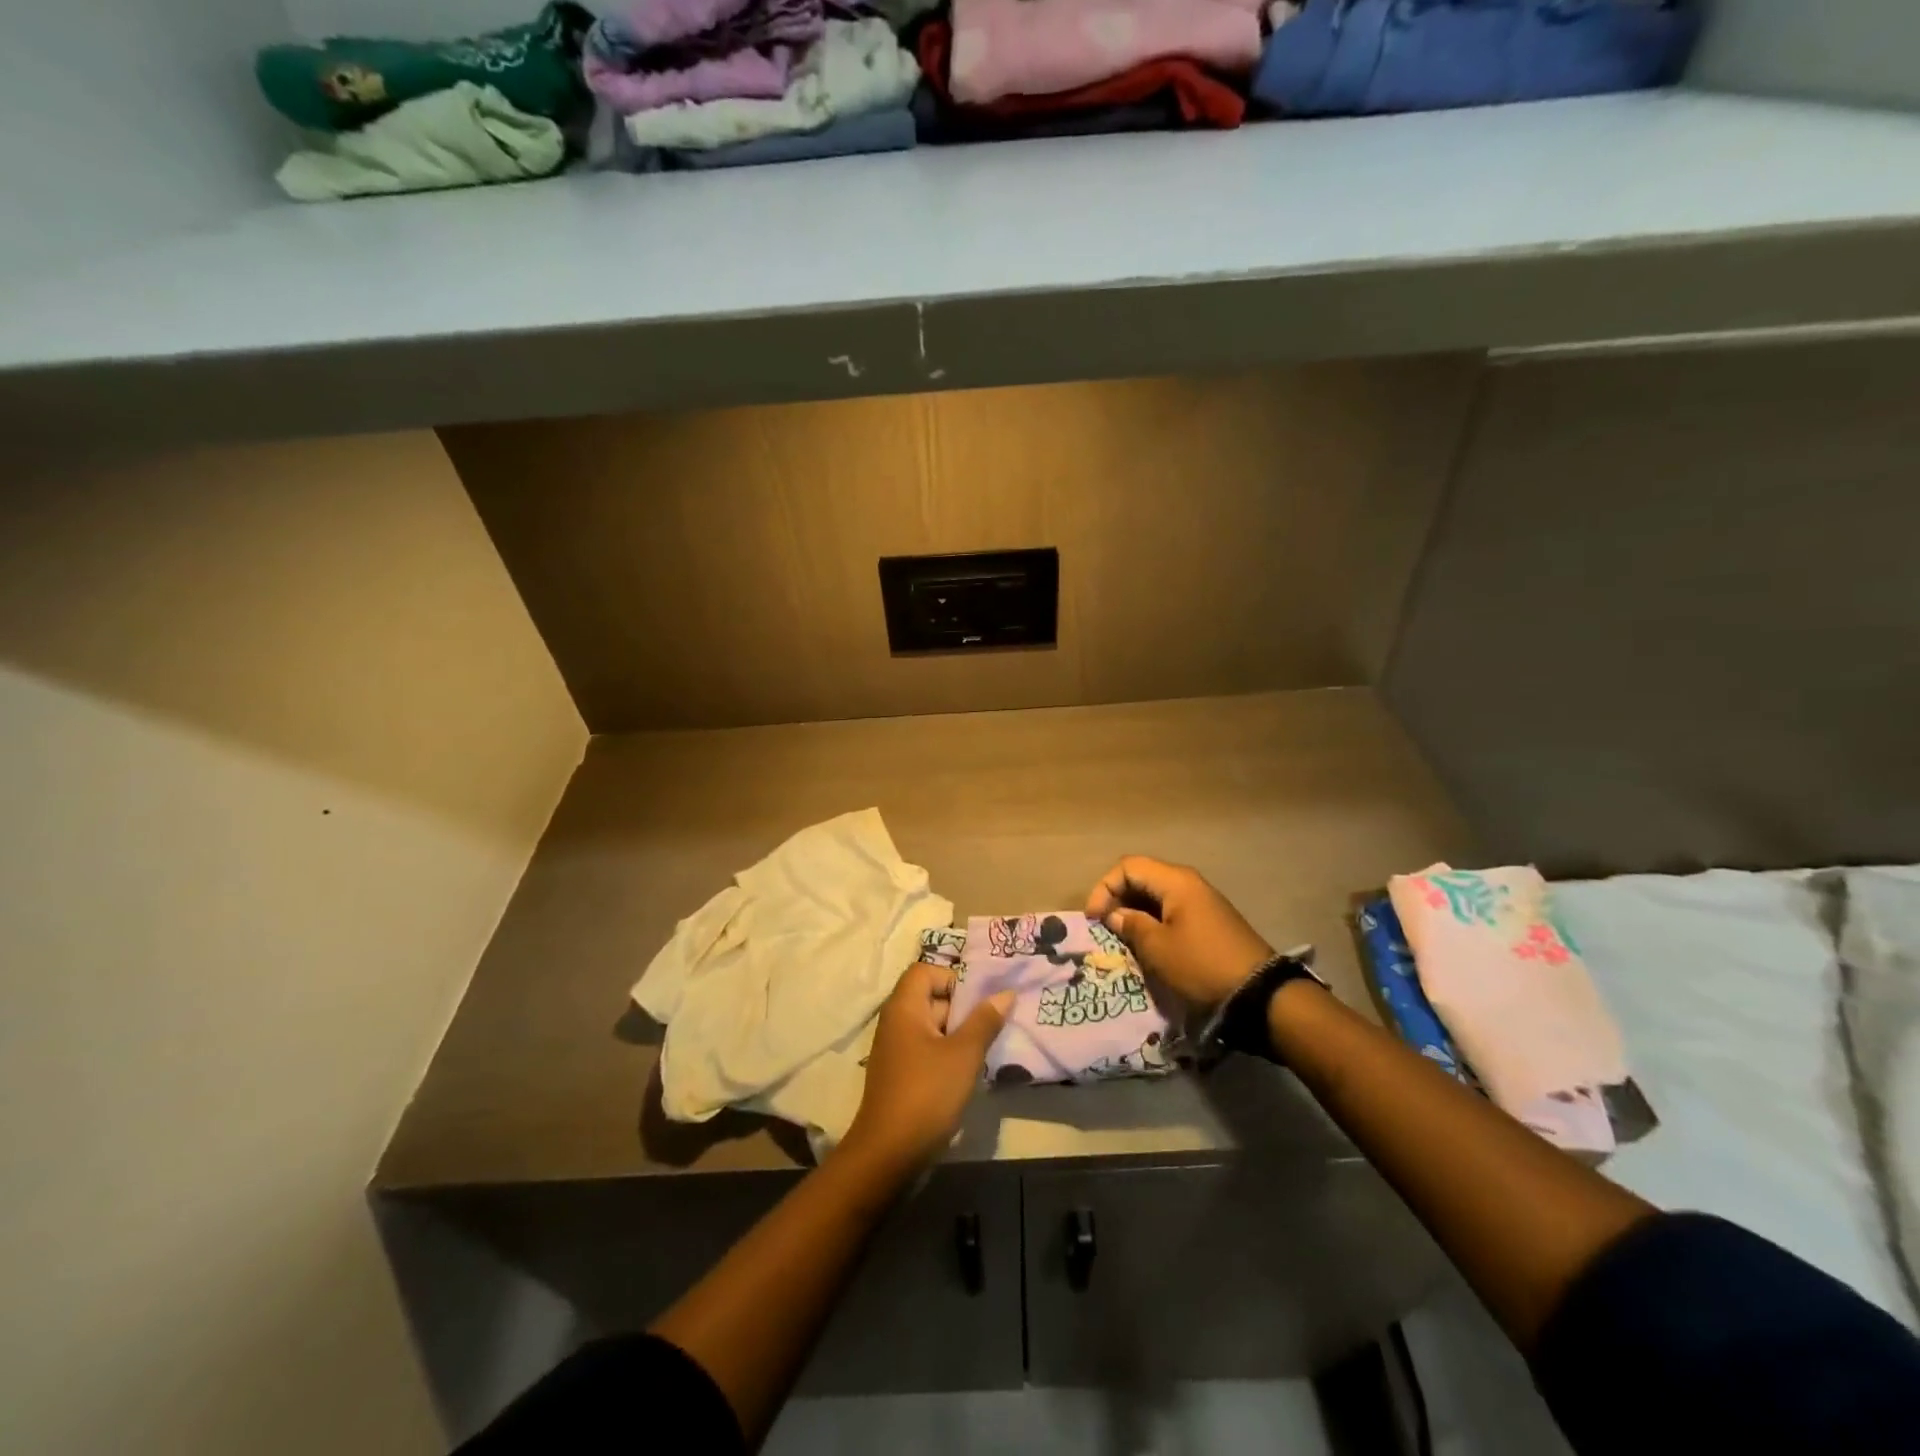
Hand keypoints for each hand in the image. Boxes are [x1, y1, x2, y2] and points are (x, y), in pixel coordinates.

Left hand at [840, 962, 1012, 1176]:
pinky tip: (970, 1073)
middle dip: (964, 1008)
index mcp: (903, 1007)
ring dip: (960, 1034)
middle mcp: (895, 1022)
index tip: (979, 1001)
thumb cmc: (926, 1094)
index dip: (953, 978)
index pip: (926, 971)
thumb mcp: (963, 1054)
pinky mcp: (901, 1075)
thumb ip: (984, 1020)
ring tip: (988, 1048)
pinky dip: (949, 1055)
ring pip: (933, 1027)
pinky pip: (928, 1050)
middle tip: (994, 1024)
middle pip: (931, 997)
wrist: (888, 1155)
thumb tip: (1005, 993)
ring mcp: (896, 1050)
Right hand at [1086, 857, 1273, 1010]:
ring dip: (1135, 912)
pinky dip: (1153, 922)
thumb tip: (1116, 915)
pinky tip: (1147, 944)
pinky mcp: (1209, 922)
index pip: (1128, 867)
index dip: (1104, 888)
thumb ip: (1131, 925)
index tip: (1094, 919)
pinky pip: (1172, 911)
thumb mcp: (1157, 948)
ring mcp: (1202, 902)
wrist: (1258, 994)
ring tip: (1122, 938)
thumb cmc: (1201, 965)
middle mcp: (1189, 883)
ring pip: (1156, 896)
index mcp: (1175, 881)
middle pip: (1142, 878)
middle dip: (1118, 899)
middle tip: (1104, 928)